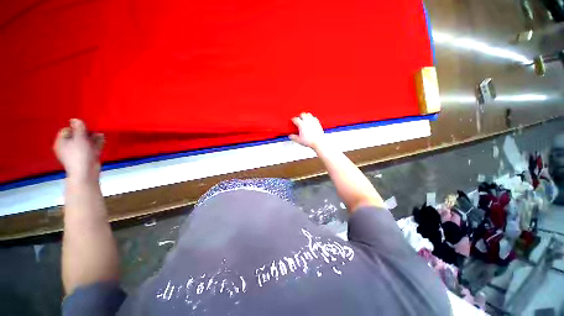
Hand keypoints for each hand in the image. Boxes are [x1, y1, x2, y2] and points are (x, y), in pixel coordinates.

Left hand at [53, 119, 103, 181]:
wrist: (86, 172)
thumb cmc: (79, 154)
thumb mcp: (79, 138)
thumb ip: (78, 128)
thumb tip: (75, 119)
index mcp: (61, 142)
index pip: (67, 130)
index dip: (76, 128)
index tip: (85, 128)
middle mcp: (67, 147)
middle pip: (76, 136)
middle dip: (86, 133)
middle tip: (94, 131)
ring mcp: (77, 153)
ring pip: (85, 142)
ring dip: (93, 138)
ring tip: (101, 134)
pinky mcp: (86, 157)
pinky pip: (91, 148)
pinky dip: (96, 143)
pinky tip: (102, 140)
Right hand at [289, 113, 325, 149]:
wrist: (318, 142)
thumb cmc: (310, 141)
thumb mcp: (299, 140)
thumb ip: (293, 137)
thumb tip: (291, 135)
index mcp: (301, 125)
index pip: (296, 119)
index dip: (293, 119)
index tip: (292, 120)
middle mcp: (307, 121)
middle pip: (302, 114)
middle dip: (299, 116)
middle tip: (298, 118)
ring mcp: (313, 121)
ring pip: (308, 114)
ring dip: (305, 115)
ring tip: (304, 118)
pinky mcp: (317, 123)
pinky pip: (314, 117)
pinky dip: (311, 118)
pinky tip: (311, 120)